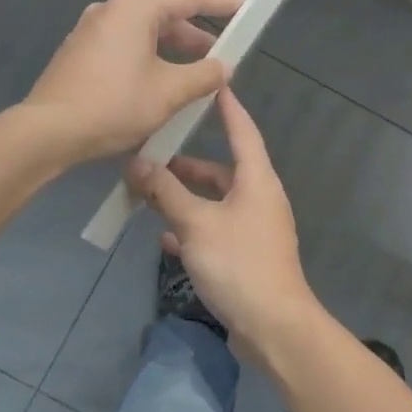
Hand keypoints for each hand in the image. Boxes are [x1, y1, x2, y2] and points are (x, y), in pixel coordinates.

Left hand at [23, 0, 242, 162]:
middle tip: (221, 56)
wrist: (49, 131)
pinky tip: (158, 86)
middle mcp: (111, 10)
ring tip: (194, 77)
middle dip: (195, 36)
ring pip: (143, 34)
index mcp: (135, 8)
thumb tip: (223, 67)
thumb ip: (203, 75)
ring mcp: (90, 30)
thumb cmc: (114, 104)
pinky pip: (124, 47)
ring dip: (172, 52)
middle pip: (164, 14)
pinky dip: (148, 59)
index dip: (220, 3)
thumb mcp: (169, 92)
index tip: (243, 8)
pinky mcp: (79, 53)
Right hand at [127, 87, 320, 354]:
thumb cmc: (238, 264)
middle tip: (153, 156)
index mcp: (257, 180)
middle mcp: (259, 199)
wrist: (273, 327)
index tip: (213, 84)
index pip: (242, 131)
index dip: (227, 107)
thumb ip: (166, 193)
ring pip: (215, 203)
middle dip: (188, 166)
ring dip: (186, 199)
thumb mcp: (196, 224)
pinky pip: (215, 231)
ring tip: (150, 195)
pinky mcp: (246, 256)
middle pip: (222, 170)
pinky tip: (165, 236)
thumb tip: (138, 164)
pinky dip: (192, 228)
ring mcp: (254, 229)